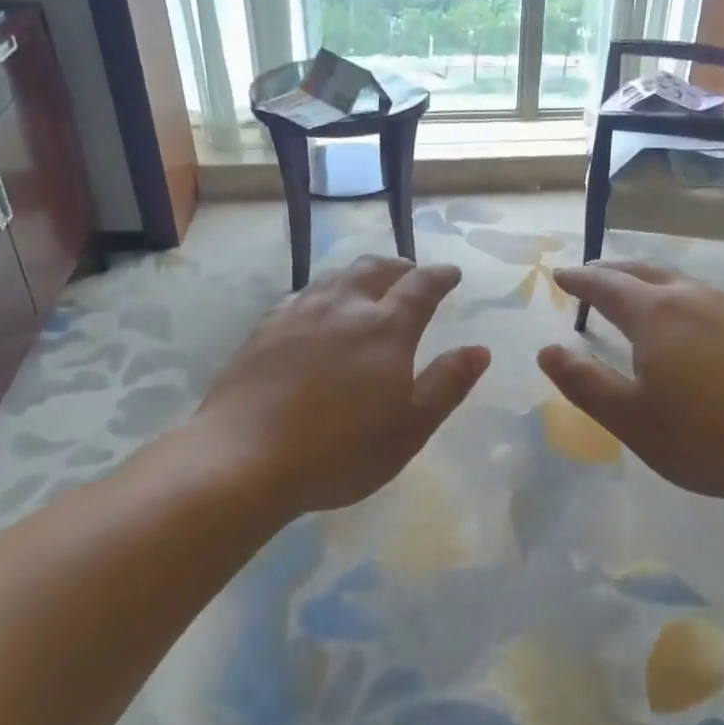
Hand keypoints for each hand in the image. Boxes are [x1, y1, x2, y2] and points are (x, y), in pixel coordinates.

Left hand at [189, 256, 490, 516]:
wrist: (244, 457)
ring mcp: (298, 314)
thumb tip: (479, 349)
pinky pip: (300, 296)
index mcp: (386, 328)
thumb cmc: (340, 450)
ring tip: (367, 285)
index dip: (440, 276)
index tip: (451, 273)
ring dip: (359, 274)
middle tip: (410, 274)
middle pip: (374, 269)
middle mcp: (343, 307)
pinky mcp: (263, 329)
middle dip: (399, 267)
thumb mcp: (410, 428)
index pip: (421, 286)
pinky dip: (322, 294)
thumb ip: (447, 384)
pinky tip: (316, 310)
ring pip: (335, 277)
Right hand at [539, 261, 723, 503]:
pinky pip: (710, 301)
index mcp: (655, 315)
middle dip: (612, 271)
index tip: (560, 275)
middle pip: (644, 272)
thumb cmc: (709, 435)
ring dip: (650, 283)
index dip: (580, 280)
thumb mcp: (632, 419)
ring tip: (638, 296)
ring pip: (681, 283)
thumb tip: (547, 350)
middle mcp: (693, 298)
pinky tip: (694, 326)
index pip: (606, 285)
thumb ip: (585, 382)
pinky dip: (684, 302)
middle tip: (592, 275)